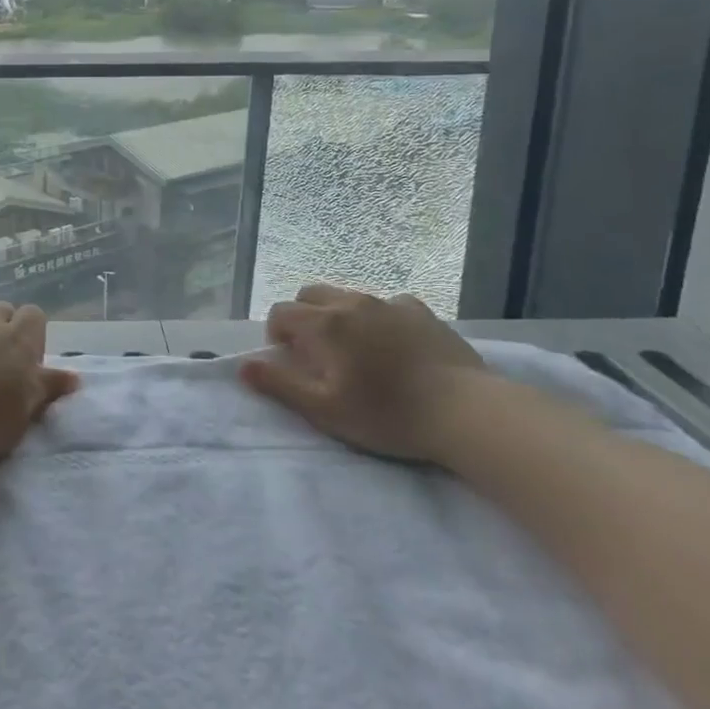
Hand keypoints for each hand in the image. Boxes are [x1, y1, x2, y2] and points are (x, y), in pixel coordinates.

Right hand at [239, 283, 492, 462]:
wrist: (466, 411)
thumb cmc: (387, 414)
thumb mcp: (325, 409)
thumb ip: (280, 384)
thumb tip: (243, 365)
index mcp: (324, 324)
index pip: (281, 313)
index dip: (277, 335)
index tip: (291, 362)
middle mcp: (351, 302)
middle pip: (310, 294)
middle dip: (302, 317)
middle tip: (316, 354)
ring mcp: (389, 303)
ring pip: (347, 295)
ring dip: (337, 315)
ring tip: (354, 351)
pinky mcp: (421, 311)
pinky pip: (387, 304)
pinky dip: (378, 317)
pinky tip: (392, 344)